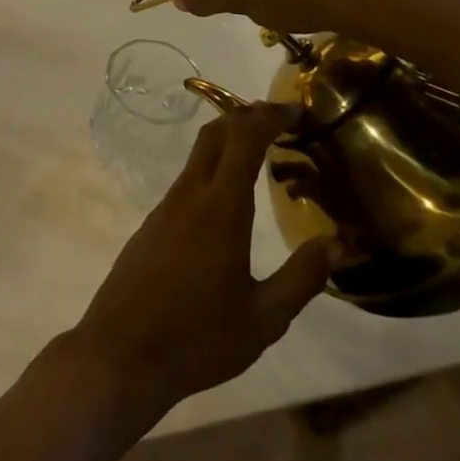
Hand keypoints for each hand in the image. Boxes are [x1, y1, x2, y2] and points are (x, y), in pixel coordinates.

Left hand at [63, 103, 337, 422]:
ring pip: (196, 158)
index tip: (294, 108)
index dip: (267, 117)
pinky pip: (185, 182)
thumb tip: (337, 244)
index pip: (243, 141)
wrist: (122, 352)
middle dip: (244, 117)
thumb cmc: (199, 338)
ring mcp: (164, 208)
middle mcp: (188, 196)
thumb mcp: (264, 318)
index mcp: (220, 209)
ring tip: (260, 153)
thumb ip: (302, 278)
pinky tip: (227, 198)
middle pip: (213, 136)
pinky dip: (211, 170)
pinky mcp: (151, 225)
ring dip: (226, 142)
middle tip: (277, 119)